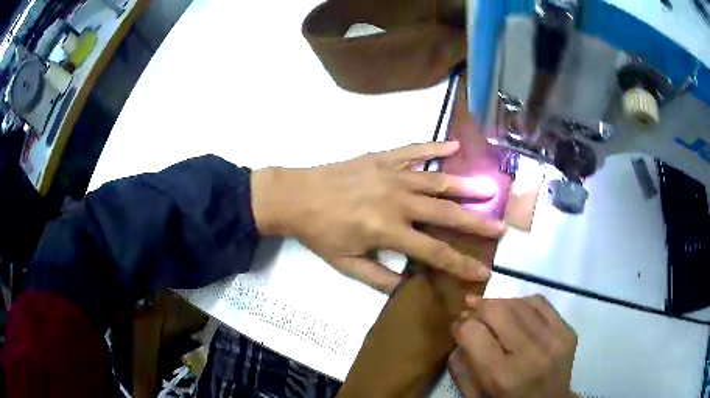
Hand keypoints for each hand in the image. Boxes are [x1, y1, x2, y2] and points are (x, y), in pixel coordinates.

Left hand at [251, 141, 505, 292]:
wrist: (296, 196)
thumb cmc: (320, 233)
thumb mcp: (347, 264)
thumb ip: (380, 278)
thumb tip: (410, 286)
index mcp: (388, 231)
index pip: (434, 251)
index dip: (460, 264)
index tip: (483, 271)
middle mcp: (397, 201)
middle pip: (445, 213)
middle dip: (476, 223)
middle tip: (501, 226)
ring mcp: (392, 175)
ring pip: (437, 181)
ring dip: (465, 185)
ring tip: (490, 189)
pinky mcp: (382, 158)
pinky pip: (413, 150)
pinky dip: (435, 147)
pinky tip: (455, 146)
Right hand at [450, 295, 577, 397]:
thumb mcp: (474, 396)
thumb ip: (461, 366)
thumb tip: (459, 329)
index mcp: (503, 377)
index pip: (473, 333)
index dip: (461, 326)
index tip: (458, 328)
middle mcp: (531, 355)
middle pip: (498, 311)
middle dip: (479, 308)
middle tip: (472, 313)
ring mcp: (554, 340)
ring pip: (519, 303)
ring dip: (499, 303)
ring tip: (491, 312)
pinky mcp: (567, 331)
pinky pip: (540, 302)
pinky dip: (522, 302)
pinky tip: (516, 312)